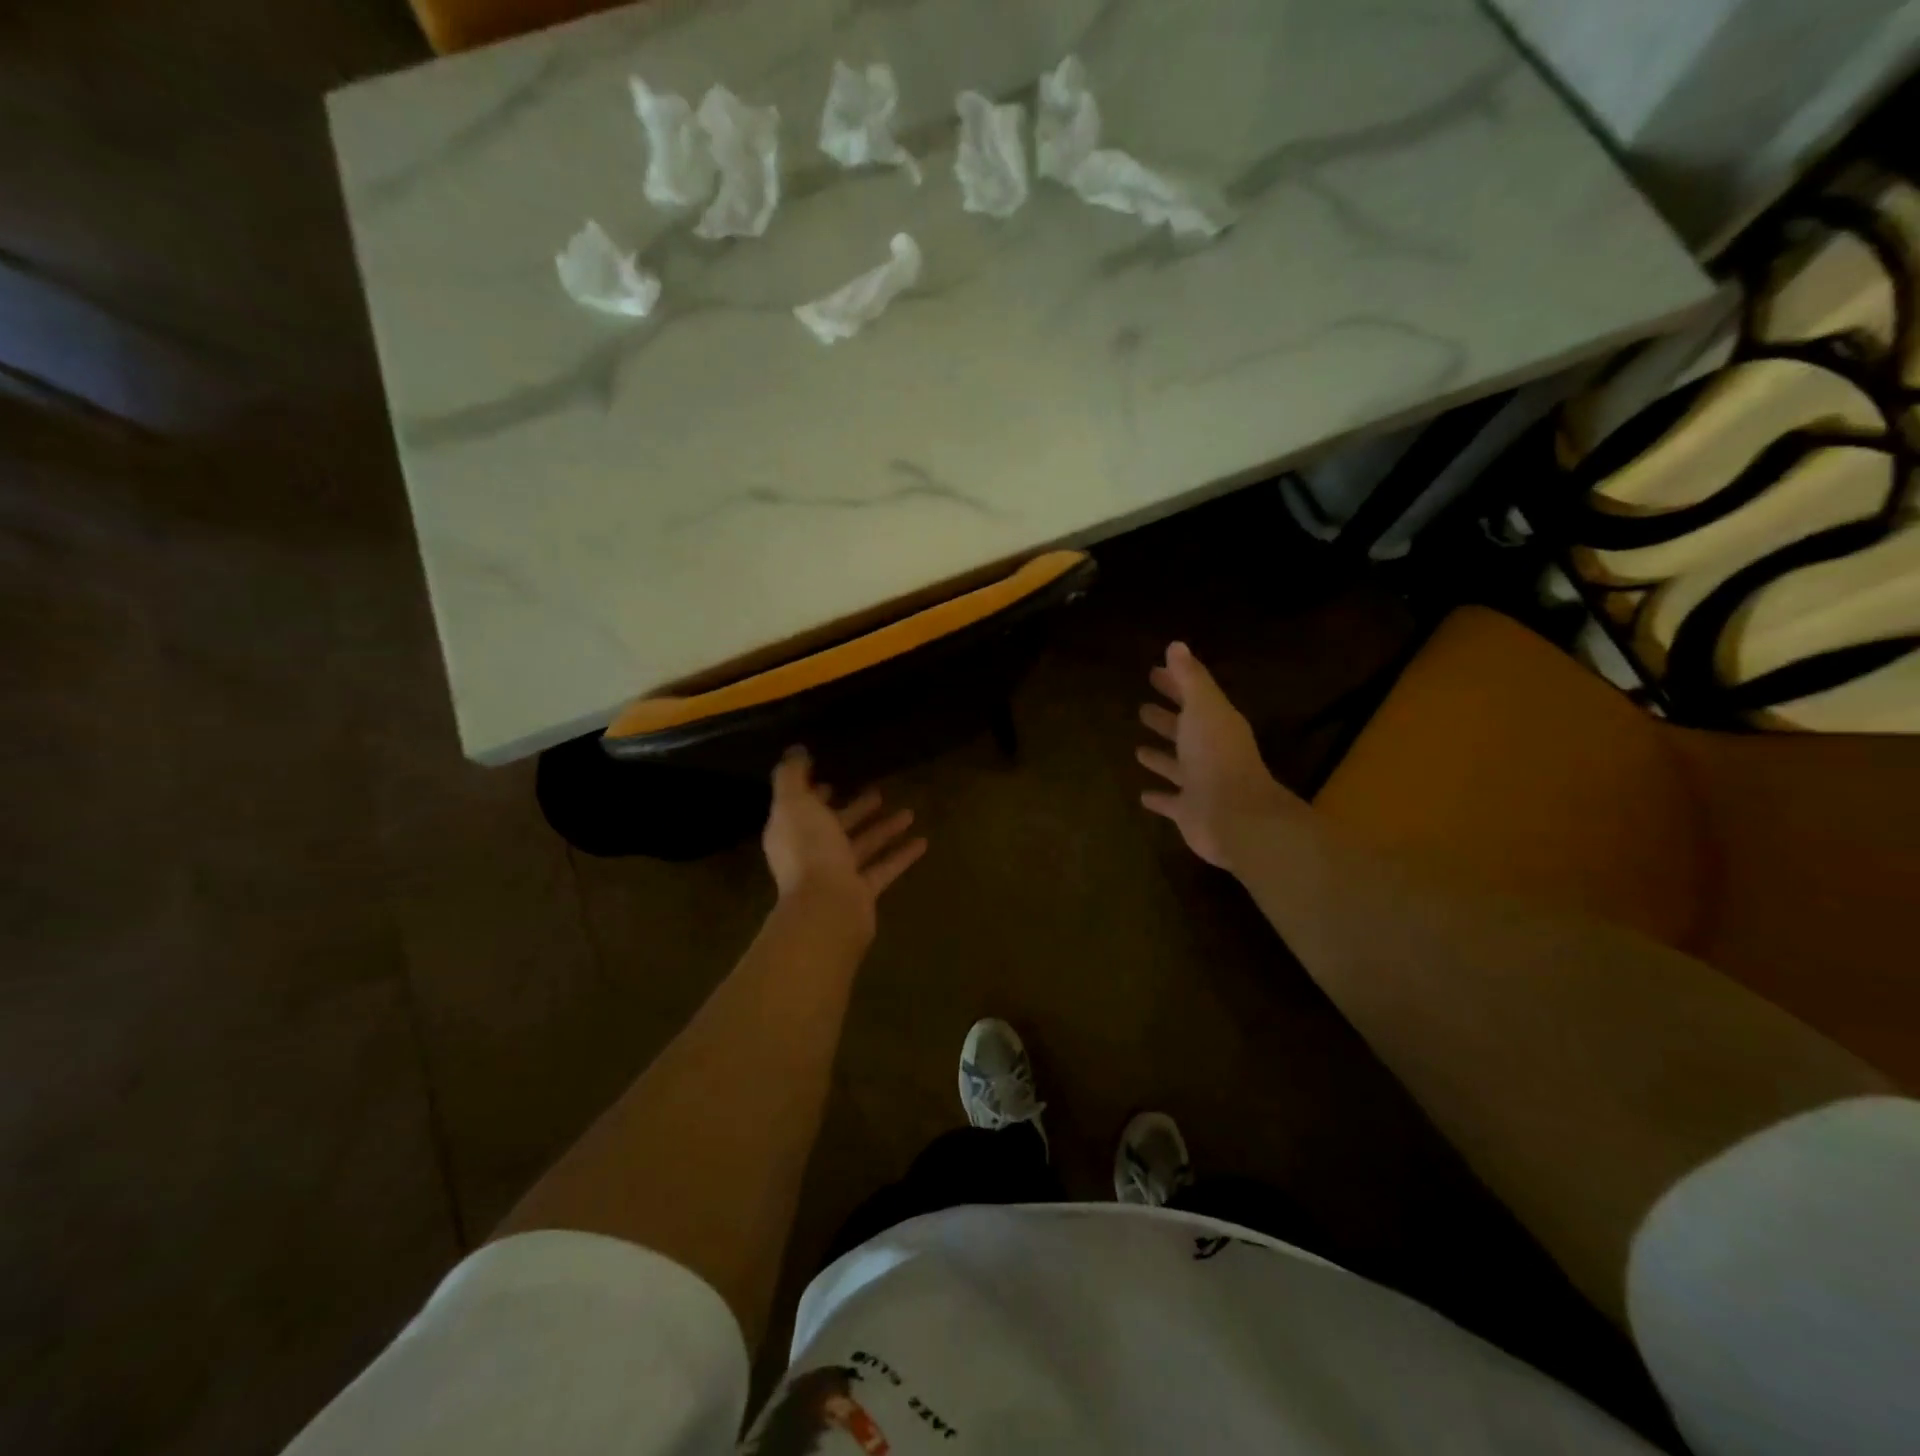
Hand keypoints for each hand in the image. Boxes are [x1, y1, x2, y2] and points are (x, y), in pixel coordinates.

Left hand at [762, 748, 925, 942]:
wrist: (826, 908)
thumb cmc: (809, 851)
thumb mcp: (794, 803)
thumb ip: (792, 776)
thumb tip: (796, 751)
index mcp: (791, 832)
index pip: (802, 808)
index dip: (815, 794)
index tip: (833, 778)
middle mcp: (811, 853)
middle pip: (835, 827)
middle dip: (855, 809)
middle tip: (878, 791)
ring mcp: (837, 874)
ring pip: (863, 846)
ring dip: (884, 829)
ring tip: (910, 811)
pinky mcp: (862, 891)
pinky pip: (884, 867)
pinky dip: (902, 855)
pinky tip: (923, 841)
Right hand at [1136, 642, 1304, 870]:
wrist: (1234, 815)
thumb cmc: (1216, 755)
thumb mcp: (1203, 708)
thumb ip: (1190, 678)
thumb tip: (1176, 645)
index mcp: (1216, 724)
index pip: (1193, 697)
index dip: (1174, 684)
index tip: (1153, 672)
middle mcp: (1209, 752)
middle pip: (1185, 731)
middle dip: (1166, 718)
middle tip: (1142, 708)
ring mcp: (1200, 783)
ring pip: (1177, 766)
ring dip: (1161, 757)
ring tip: (1138, 749)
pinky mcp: (1190, 811)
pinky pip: (1171, 802)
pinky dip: (1159, 798)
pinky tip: (1142, 795)